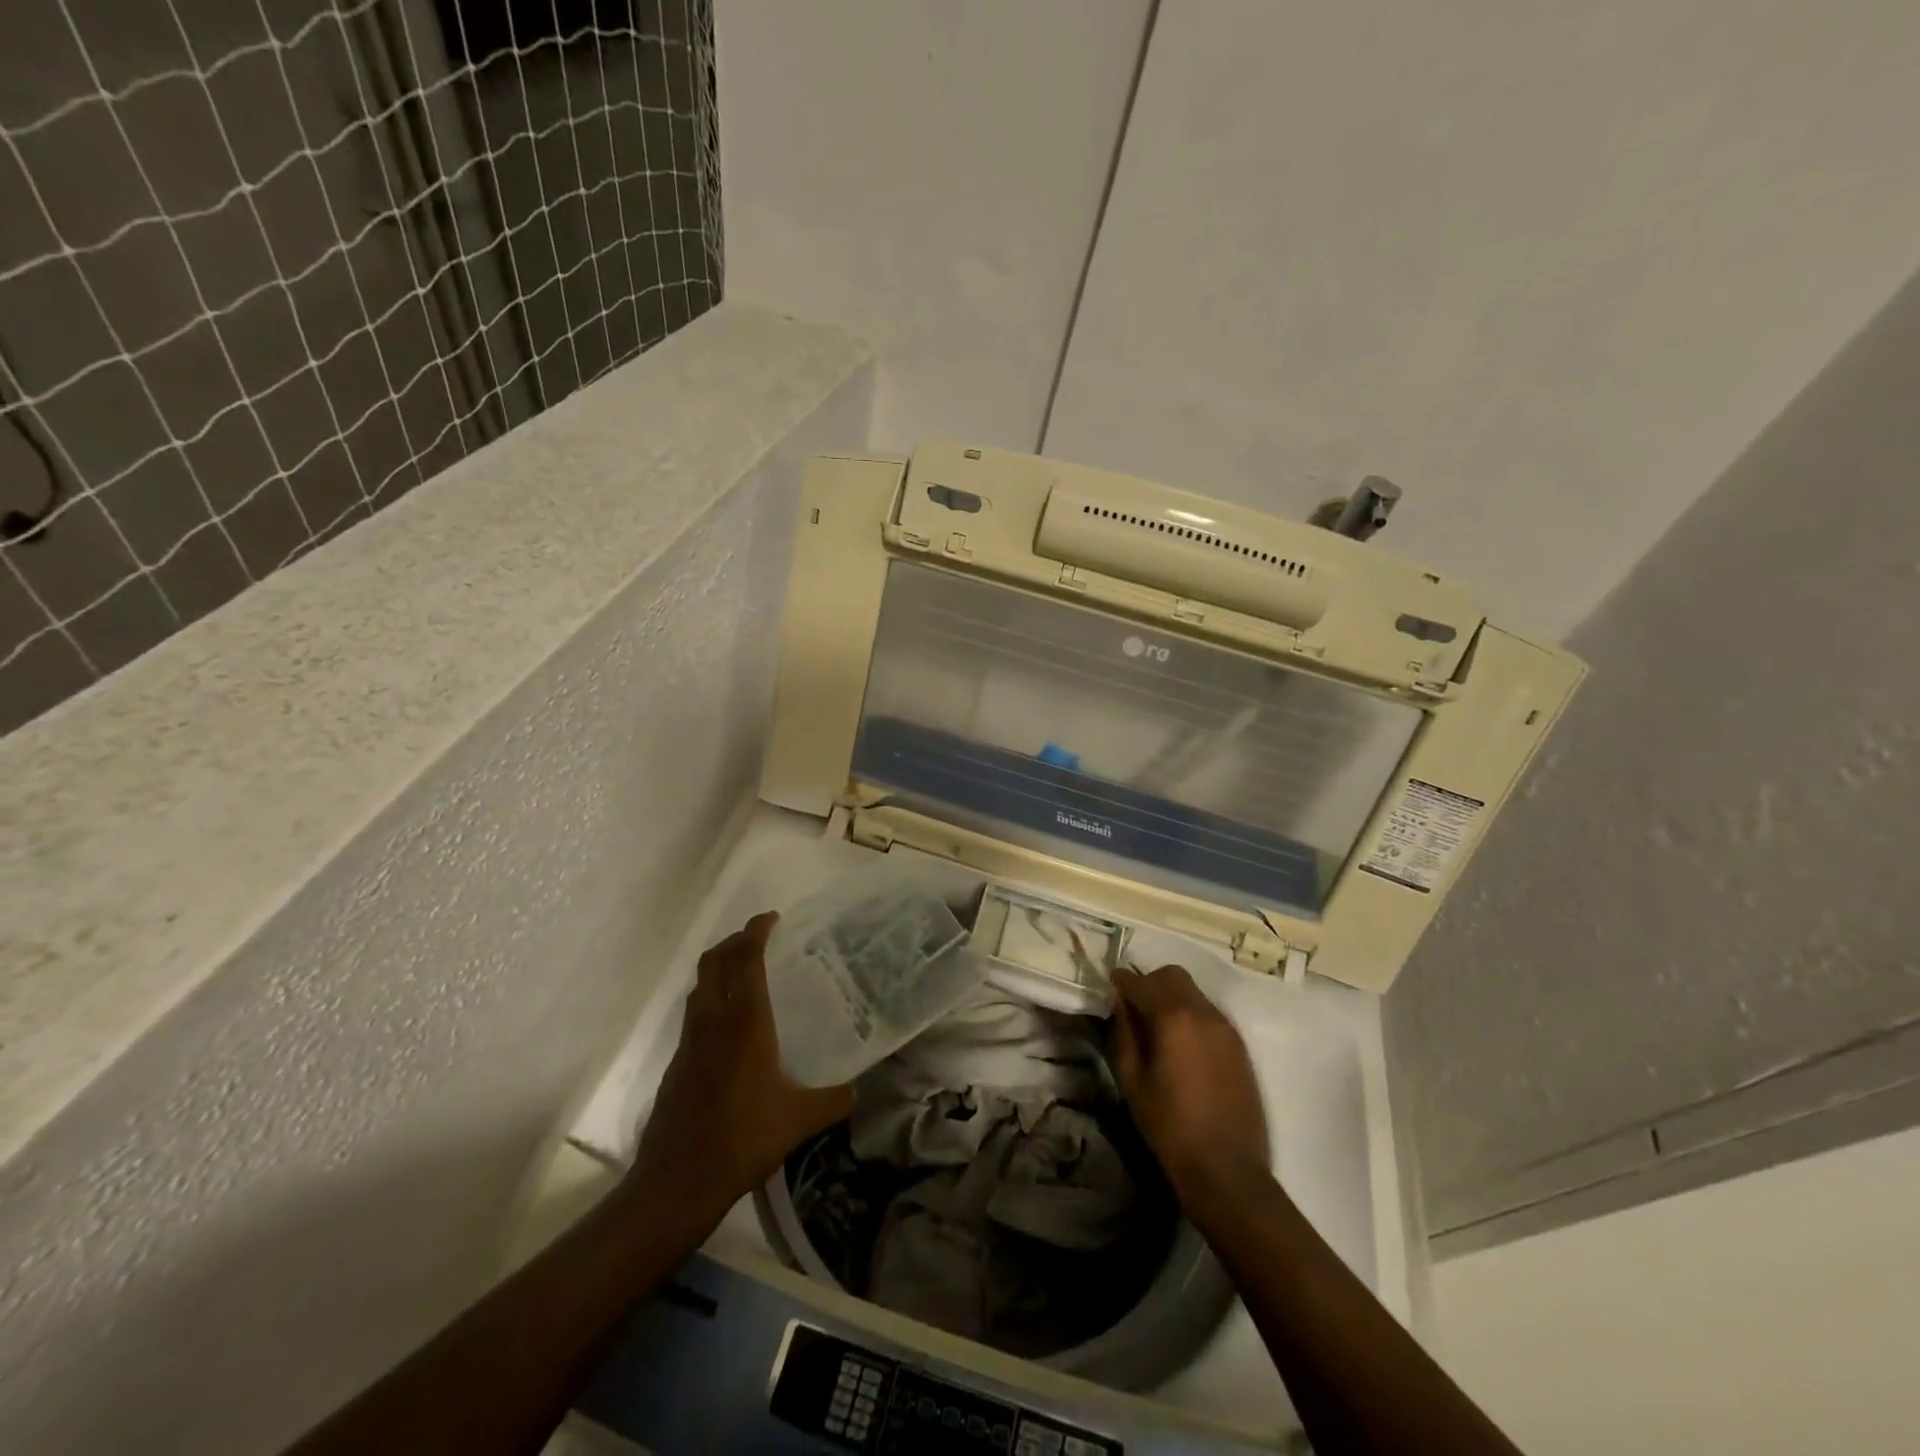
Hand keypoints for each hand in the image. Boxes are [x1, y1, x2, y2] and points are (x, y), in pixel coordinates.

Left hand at [630, 913, 853, 1225]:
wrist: (677, 1181)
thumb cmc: (742, 1140)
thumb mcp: (800, 1120)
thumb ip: (835, 1099)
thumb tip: (859, 1089)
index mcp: (744, 1022)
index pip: (746, 958)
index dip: (757, 931)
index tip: (773, 918)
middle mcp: (713, 1021)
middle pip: (715, 961)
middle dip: (735, 941)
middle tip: (761, 939)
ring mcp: (689, 1041)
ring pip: (700, 985)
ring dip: (720, 967)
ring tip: (747, 973)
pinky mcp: (677, 1062)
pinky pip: (695, 1013)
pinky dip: (712, 999)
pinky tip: (732, 1026)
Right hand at [1111, 964, 1269, 1200]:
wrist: (1226, 1168)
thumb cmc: (1169, 1125)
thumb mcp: (1132, 1079)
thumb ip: (1124, 1032)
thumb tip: (1119, 1002)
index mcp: (1172, 1016)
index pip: (1139, 982)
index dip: (1120, 981)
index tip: (1109, 986)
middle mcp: (1202, 1011)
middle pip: (1171, 975)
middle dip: (1149, 982)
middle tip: (1134, 1007)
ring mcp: (1225, 1026)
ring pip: (1193, 991)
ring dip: (1171, 996)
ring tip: (1158, 1026)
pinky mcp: (1239, 1044)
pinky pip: (1209, 1011)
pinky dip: (1190, 1013)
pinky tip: (1182, 1043)